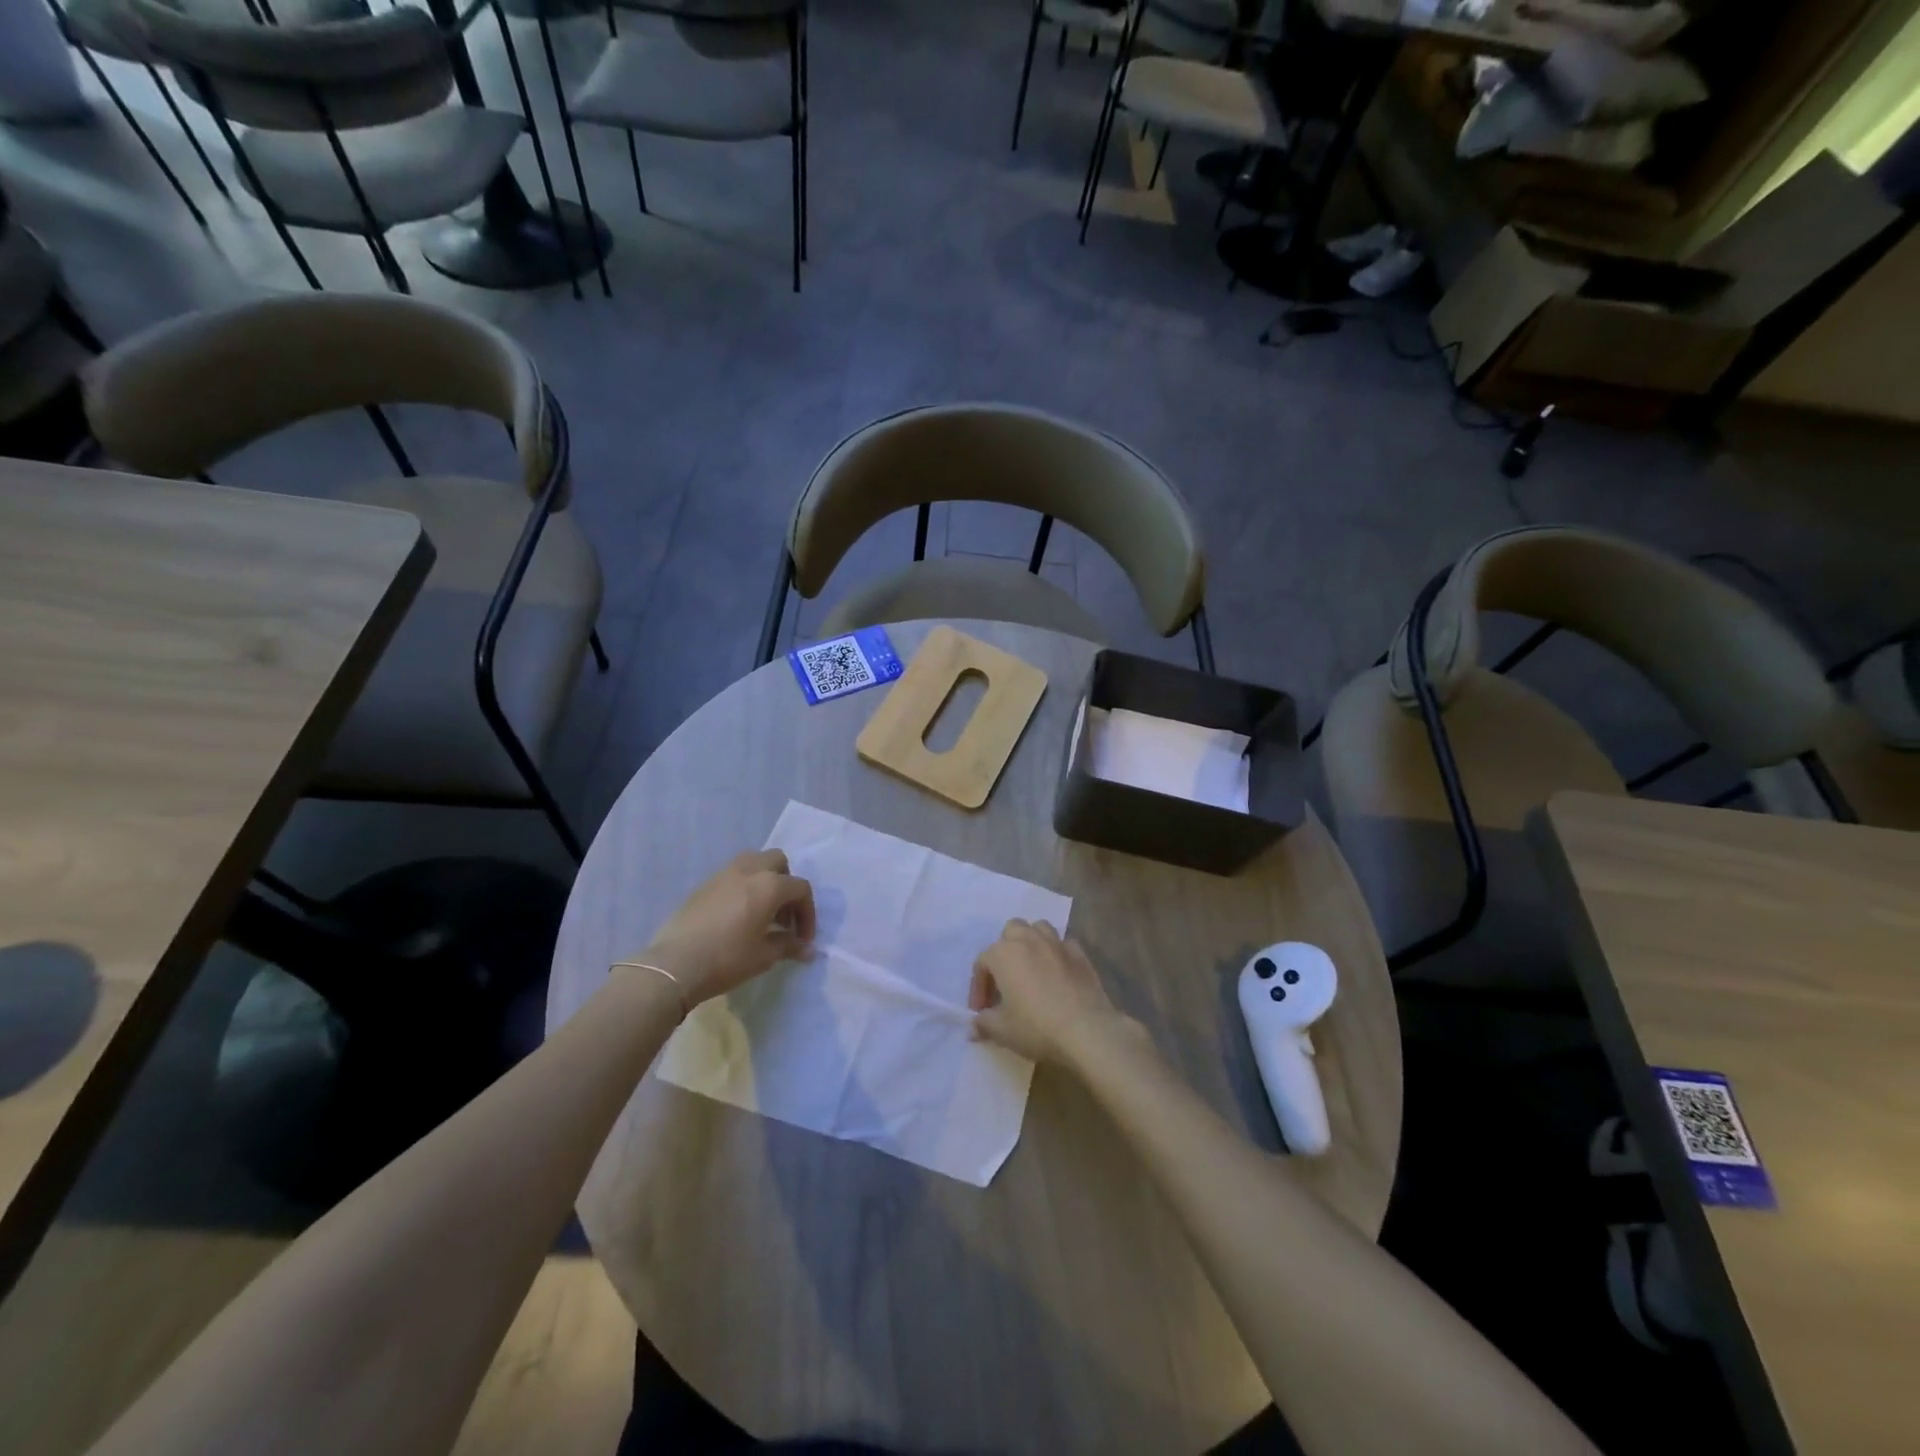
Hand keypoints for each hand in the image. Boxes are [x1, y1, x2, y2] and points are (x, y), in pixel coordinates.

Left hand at [630, 849, 814, 1007]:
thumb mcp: (764, 956)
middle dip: (787, 885)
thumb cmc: (727, 959)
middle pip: (778, 862)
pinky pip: (733, 875)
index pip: (800, 889)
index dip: (808, 913)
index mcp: (769, 885)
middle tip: (783, 915)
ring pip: (753, 862)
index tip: (802, 939)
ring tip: (761, 911)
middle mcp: (749, 870)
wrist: (675, 965)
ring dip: (764, 880)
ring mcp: (723, 874)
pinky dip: (743, 887)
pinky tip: (737, 916)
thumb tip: (807, 950)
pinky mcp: (704, 884)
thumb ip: (789, 946)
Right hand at [969, 919, 1125, 1066]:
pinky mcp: (1080, 954)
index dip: (979, 987)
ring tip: (1030, 969)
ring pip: (1038, 929)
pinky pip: (1063, 945)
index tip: (982, 1011)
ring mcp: (1057, 944)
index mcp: (1004, 953)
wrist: (1086, 1031)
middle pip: (1011, 932)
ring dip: (1031, 943)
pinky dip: (1057, 954)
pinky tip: (1057, 974)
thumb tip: (974, 1027)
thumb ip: (983, 1024)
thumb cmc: (1036, 1027)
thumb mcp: (1002, 1030)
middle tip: (1005, 980)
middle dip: (1004, 951)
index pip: (983, 963)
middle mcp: (1029, 940)